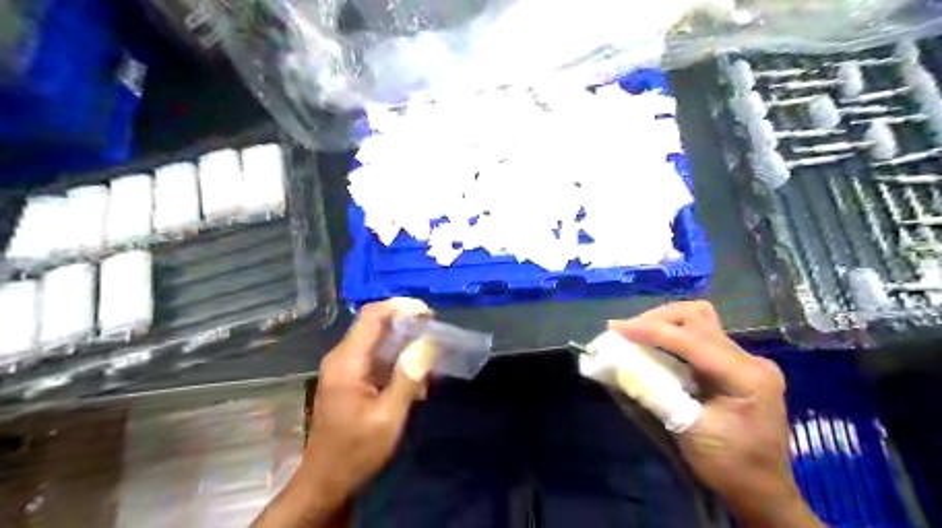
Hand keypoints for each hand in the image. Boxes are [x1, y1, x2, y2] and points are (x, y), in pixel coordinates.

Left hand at [252, 298, 428, 525]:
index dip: (401, 306)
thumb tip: (427, 343)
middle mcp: (342, 357)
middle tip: (436, 337)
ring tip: (430, 364)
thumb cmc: (357, 451)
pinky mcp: (350, 378)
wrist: (327, 481)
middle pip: (376, 324)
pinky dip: (398, 362)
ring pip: (378, 340)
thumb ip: (408, 377)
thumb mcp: (388, 417)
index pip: (372, 315)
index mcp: (347, 362)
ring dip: (405, 346)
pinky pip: (376, 358)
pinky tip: (415, 383)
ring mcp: (344, 367)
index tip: (429, 314)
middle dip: (408, 326)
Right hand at [611, 301, 825, 527]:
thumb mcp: (688, 431)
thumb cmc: (729, 466)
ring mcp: (747, 361)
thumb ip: (654, 393)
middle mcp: (751, 360)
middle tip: (625, 330)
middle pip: (698, 318)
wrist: (764, 493)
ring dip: (666, 322)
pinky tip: (657, 345)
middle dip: (657, 320)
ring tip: (638, 333)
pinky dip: (675, 335)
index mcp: (746, 376)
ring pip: (701, 321)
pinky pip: (702, 336)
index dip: (651, 330)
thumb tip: (620, 365)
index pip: (691, 339)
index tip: (616, 328)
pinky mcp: (738, 366)